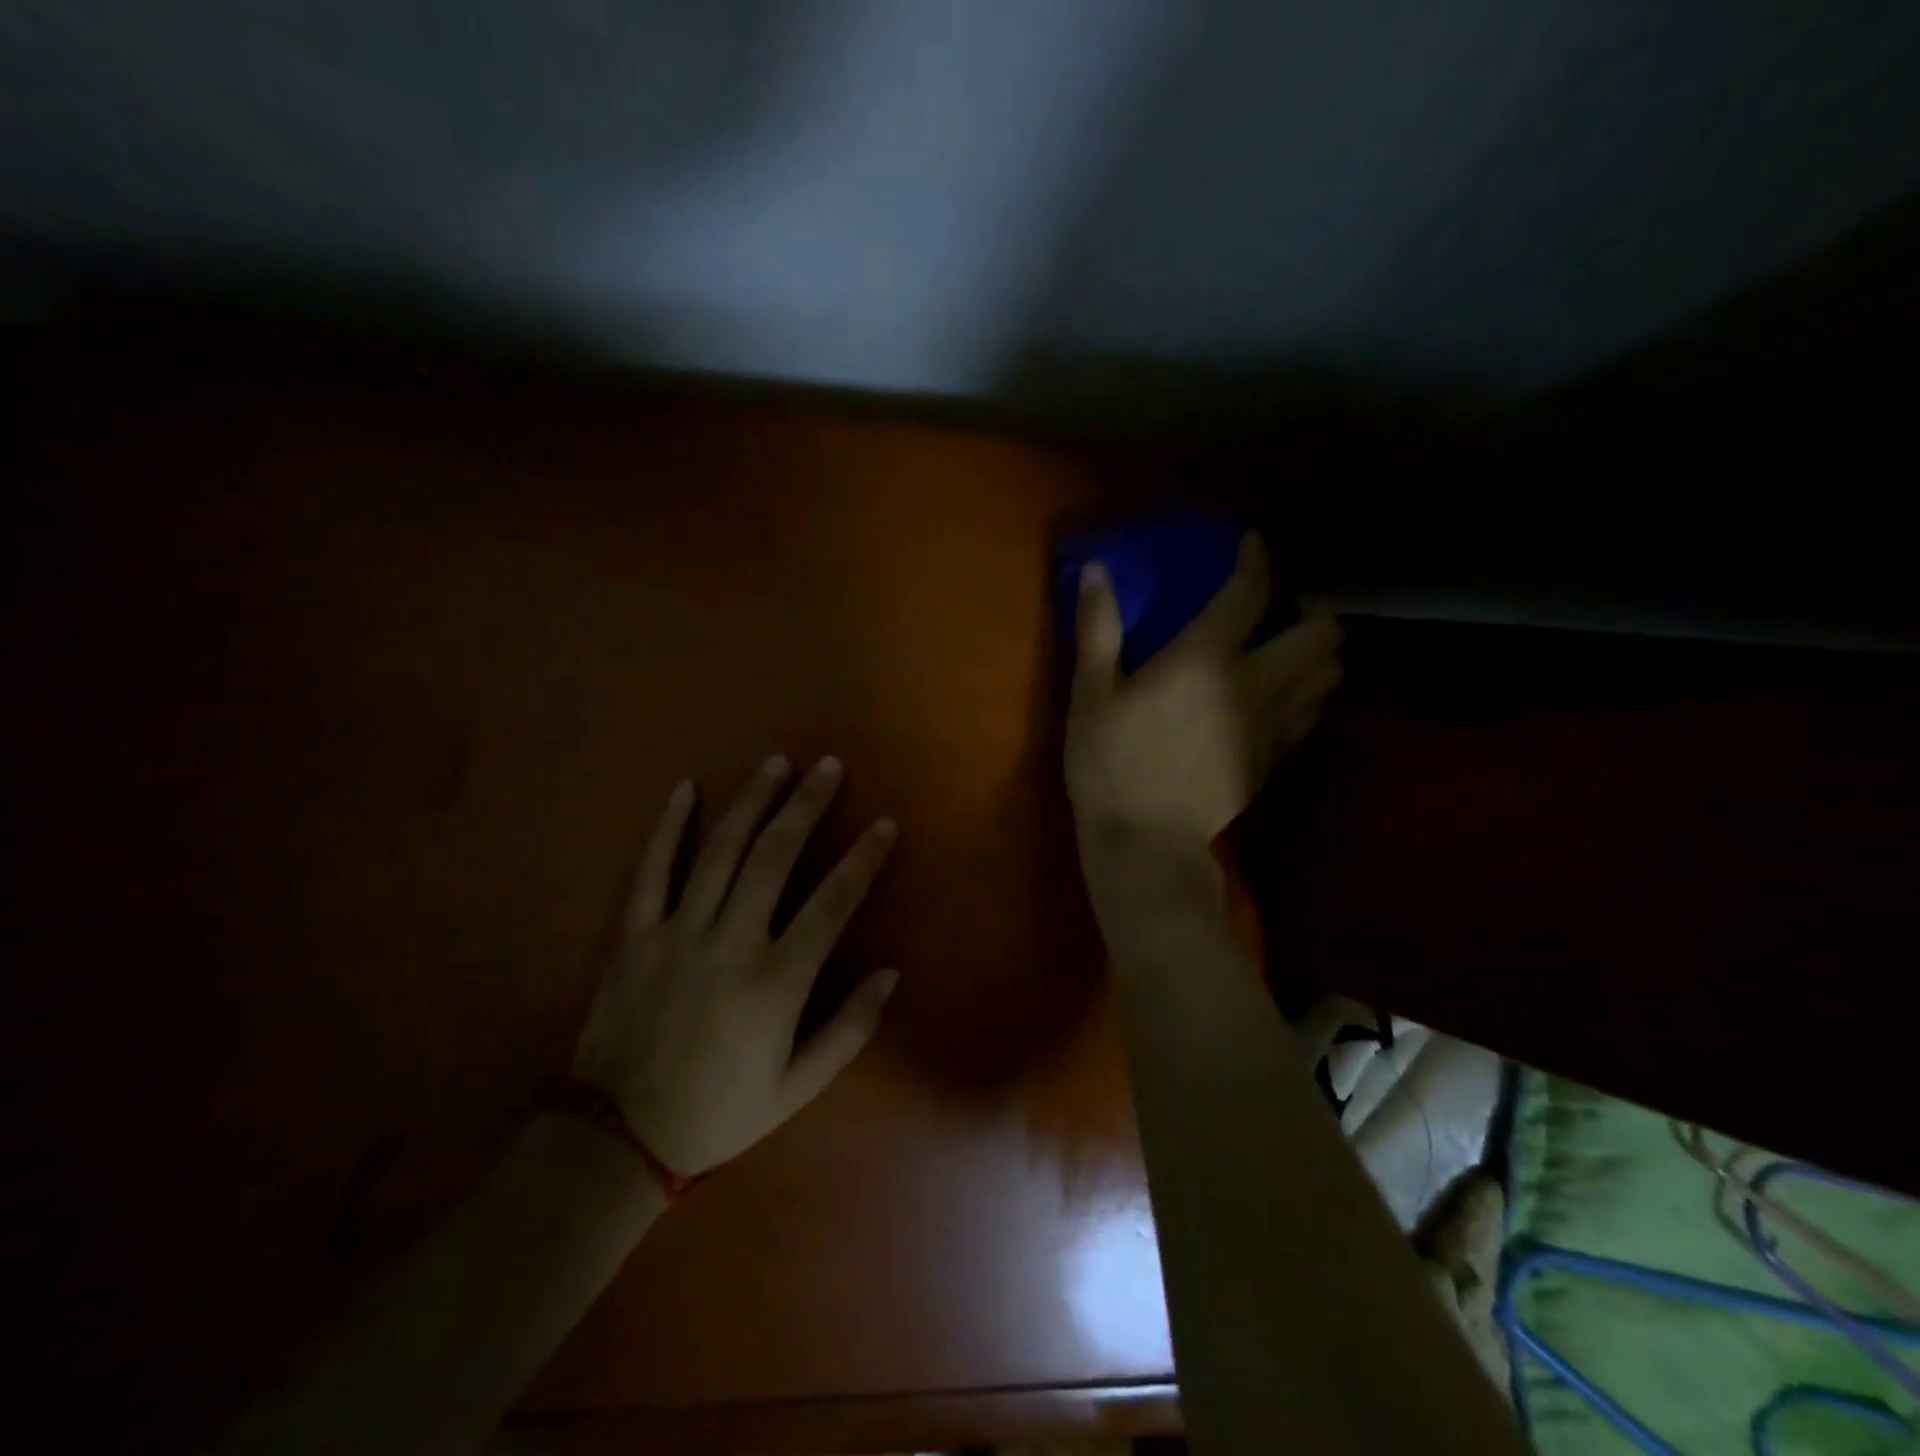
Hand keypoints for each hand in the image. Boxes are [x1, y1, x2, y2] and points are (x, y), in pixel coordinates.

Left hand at [572, 756, 898, 1175]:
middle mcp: (730, 942)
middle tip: (829, 767)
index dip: (863, 859)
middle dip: (806, 806)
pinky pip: (652, 871)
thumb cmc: (719, 1112)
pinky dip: (669, 827)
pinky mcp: (635, 935)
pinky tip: (687, 789)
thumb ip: (849, 1029)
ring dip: (752, 802)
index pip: (832, 903)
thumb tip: (891, 973)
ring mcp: (678, 933)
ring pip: (721, 851)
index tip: (884, 823)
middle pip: (775, 857)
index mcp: (776, 981)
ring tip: (776, 763)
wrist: (619, 1138)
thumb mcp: (797, 1088)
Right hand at [1065, 532, 1341, 854]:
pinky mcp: (1275, 760)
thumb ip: (1098, 628)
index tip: (1252, 544)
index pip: (1249, 593)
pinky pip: (1312, 716)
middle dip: (1311, 616)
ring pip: (1329, 677)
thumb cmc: (1110, 764)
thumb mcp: (1090, 694)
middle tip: (1279, 615)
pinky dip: (1307, 697)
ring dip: (1317, 657)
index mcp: (1206, 659)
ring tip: (1286, 654)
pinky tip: (1279, 700)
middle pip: (1321, 636)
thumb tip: (1098, 569)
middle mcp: (1255, 684)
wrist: (1146, 844)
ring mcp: (1273, 726)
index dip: (1256, 560)